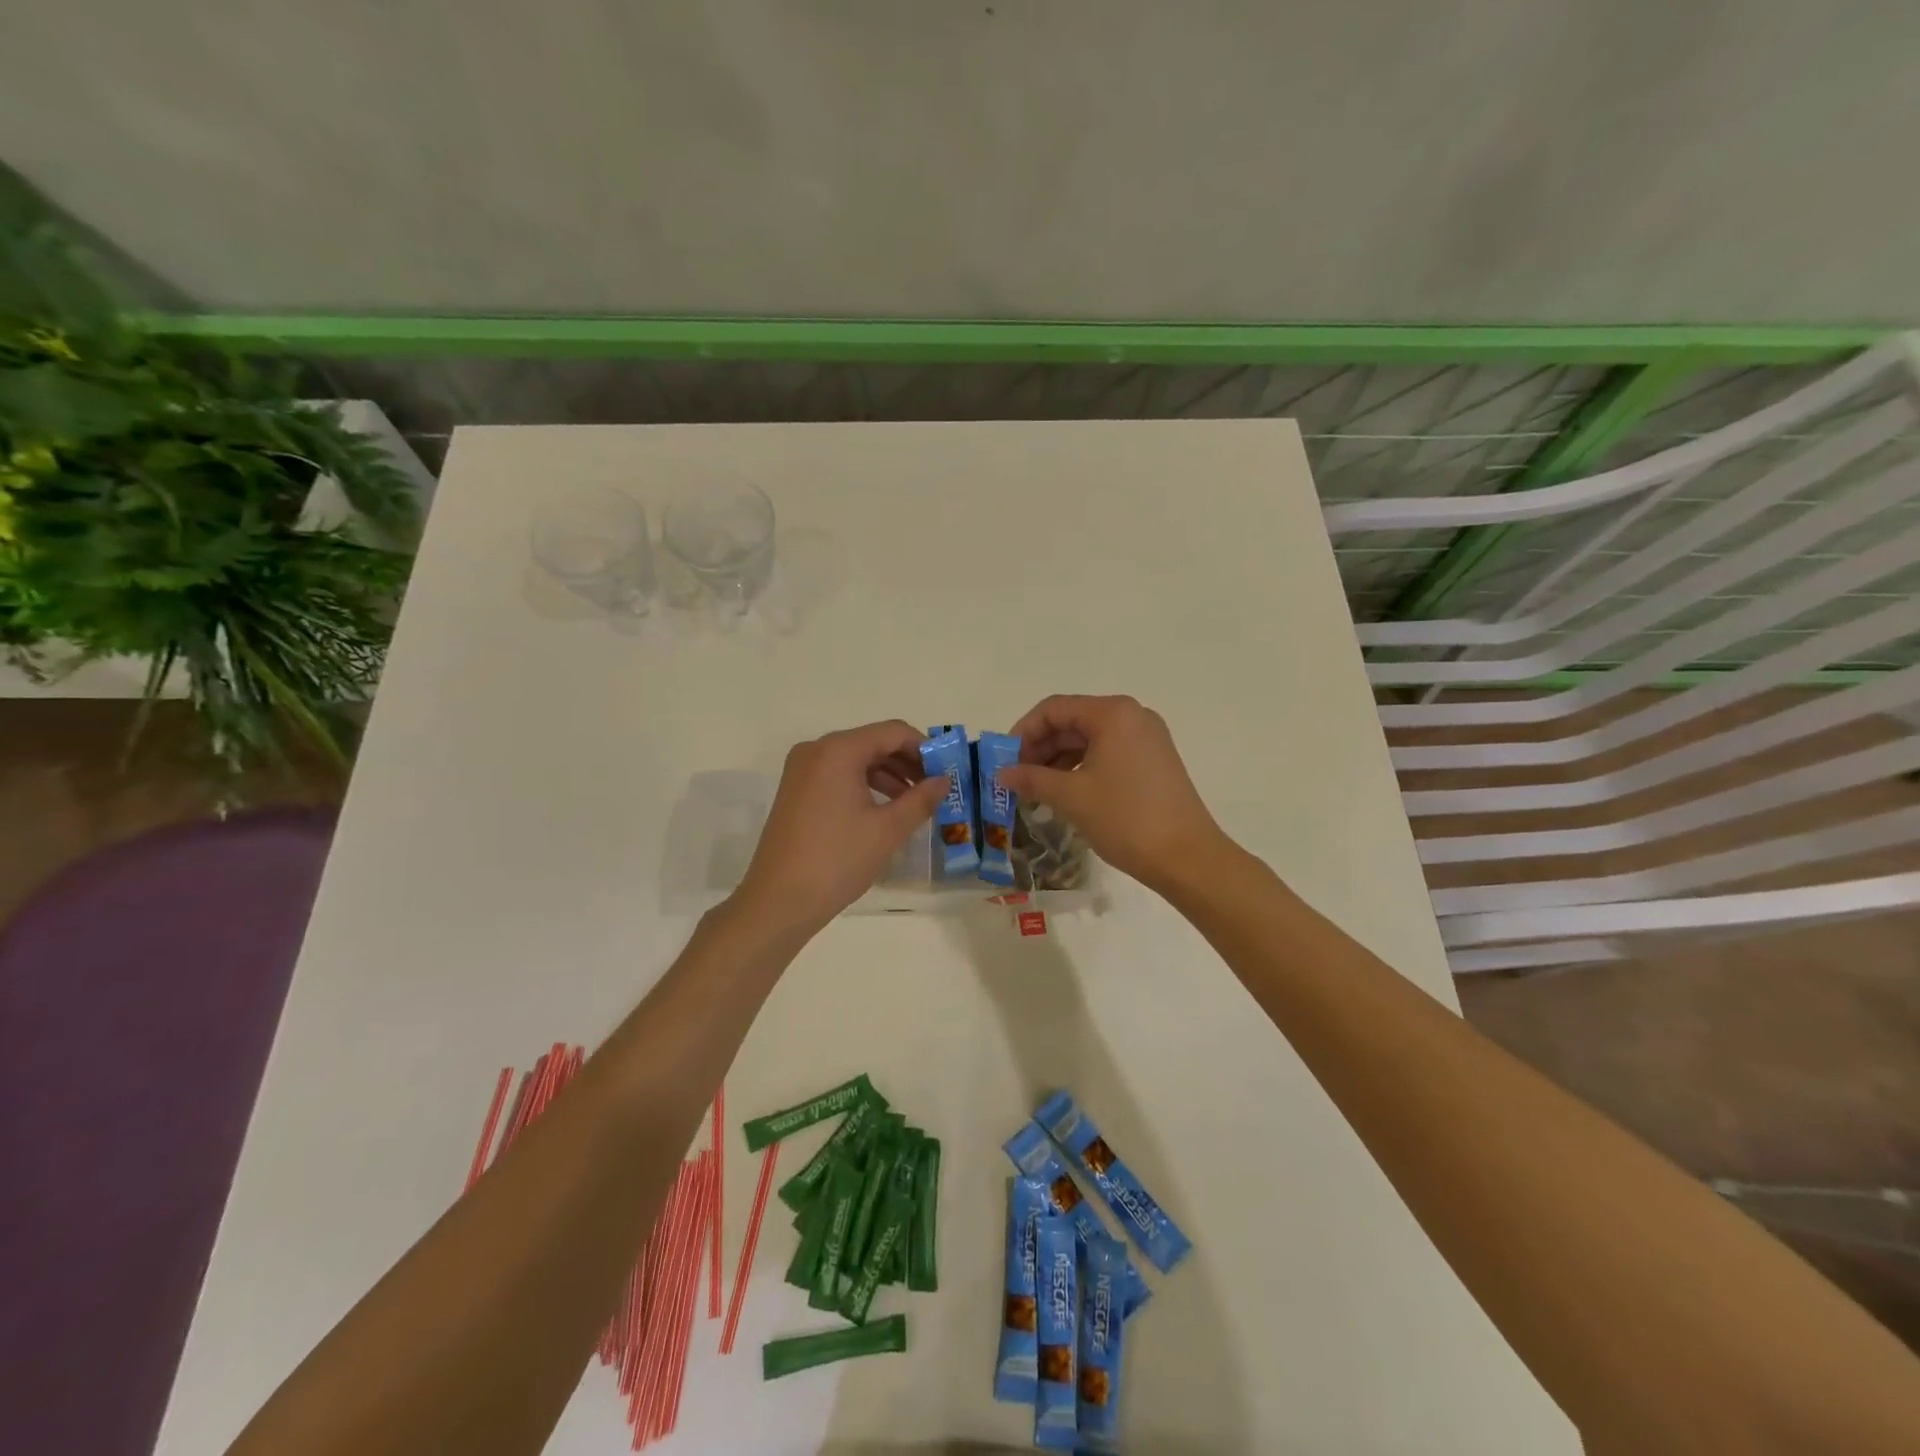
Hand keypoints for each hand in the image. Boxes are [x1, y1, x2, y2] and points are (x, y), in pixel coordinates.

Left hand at [733, 719, 945, 934]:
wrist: (778, 901)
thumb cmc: (837, 860)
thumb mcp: (887, 829)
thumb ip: (921, 799)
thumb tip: (944, 781)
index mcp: (838, 750)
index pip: (893, 732)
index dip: (925, 748)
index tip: (947, 771)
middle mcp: (816, 750)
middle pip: (873, 742)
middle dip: (907, 762)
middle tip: (935, 787)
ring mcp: (802, 770)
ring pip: (856, 759)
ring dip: (888, 775)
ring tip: (915, 802)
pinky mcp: (796, 790)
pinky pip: (838, 775)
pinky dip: (865, 785)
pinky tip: (884, 809)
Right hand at [999, 695, 1226, 893]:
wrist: (1187, 857)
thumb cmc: (1126, 819)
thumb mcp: (1072, 797)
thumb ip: (1032, 779)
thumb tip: (1001, 774)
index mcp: (1112, 714)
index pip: (1054, 709)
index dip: (1023, 732)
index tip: (1004, 760)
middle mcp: (1132, 716)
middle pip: (1072, 721)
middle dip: (1040, 747)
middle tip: (1017, 778)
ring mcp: (1147, 738)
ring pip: (1089, 738)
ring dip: (1059, 760)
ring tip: (1036, 790)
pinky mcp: (1153, 760)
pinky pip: (1108, 752)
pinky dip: (1082, 767)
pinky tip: (1065, 792)